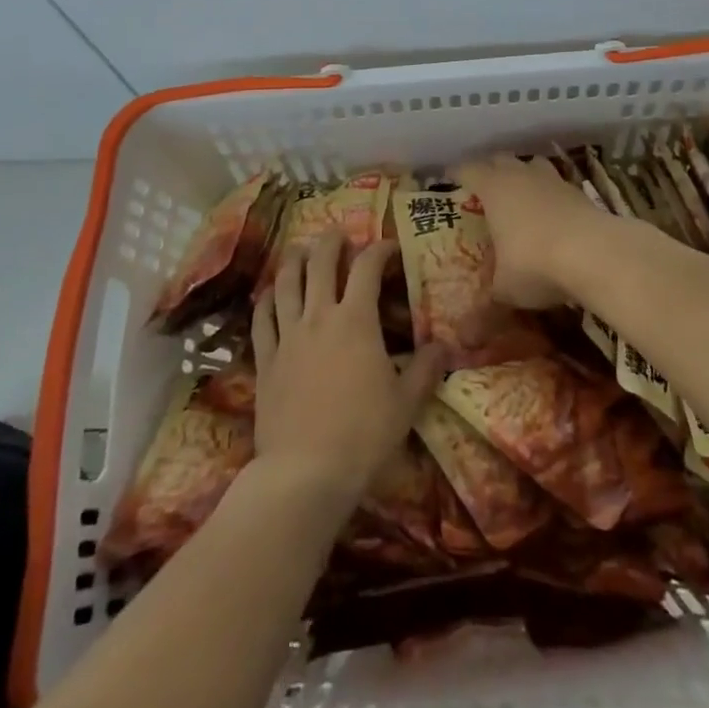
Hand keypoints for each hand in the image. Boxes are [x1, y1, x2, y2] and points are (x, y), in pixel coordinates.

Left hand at [251, 233, 445, 512]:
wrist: (305, 472)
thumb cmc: (363, 435)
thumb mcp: (406, 403)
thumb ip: (426, 369)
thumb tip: (446, 345)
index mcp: (356, 320)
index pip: (368, 267)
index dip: (380, 250)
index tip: (390, 248)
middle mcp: (319, 316)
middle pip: (321, 262)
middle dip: (331, 242)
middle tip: (339, 235)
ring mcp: (288, 335)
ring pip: (286, 282)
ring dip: (295, 260)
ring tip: (301, 251)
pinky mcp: (265, 359)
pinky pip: (262, 318)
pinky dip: (266, 299)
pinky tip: (269, 294)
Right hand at [455, 154, 615, 309]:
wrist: (597, 253)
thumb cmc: (535, 263)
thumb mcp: (506, 291)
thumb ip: (485, 311)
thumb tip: (464, 340)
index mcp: (493, 188)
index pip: (468, 170)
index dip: (457, 174)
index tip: (449, 180)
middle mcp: (520, 175)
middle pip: (500, 160)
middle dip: (490, 170)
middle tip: (483, 190)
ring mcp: (553, 180)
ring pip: (532, 165)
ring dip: (524, 176)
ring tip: (520, 197)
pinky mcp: (579, 192)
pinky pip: (557, 185)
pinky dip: (550, 196)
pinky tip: (552, 217)